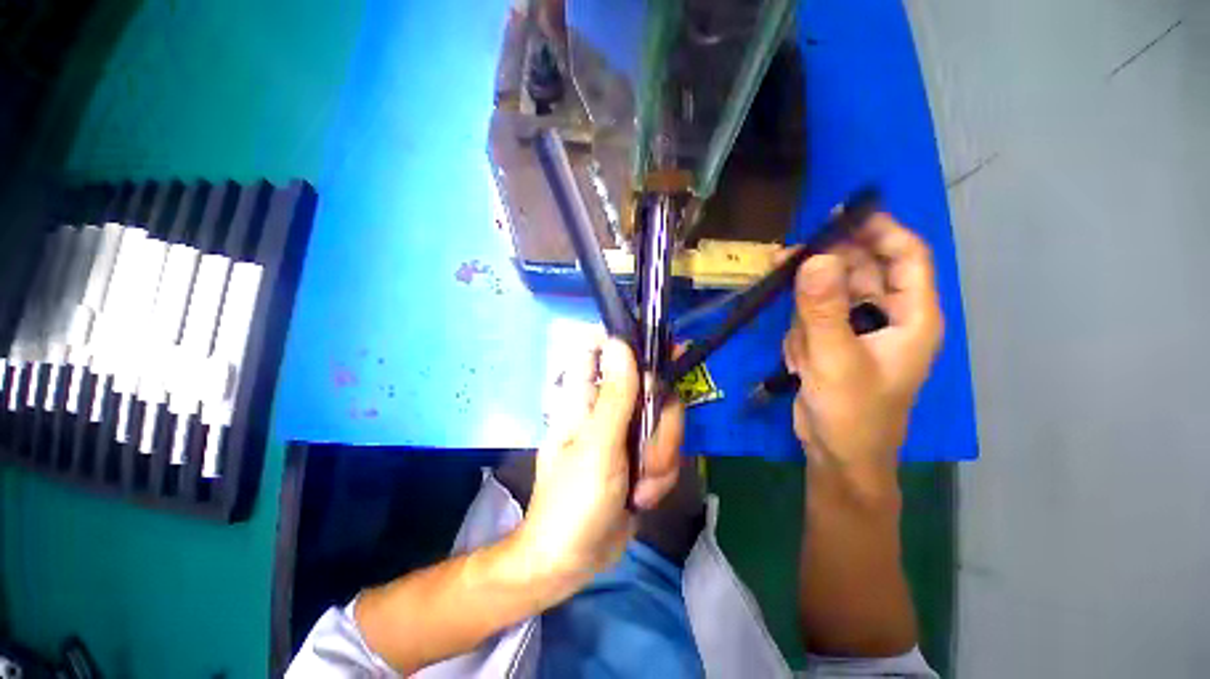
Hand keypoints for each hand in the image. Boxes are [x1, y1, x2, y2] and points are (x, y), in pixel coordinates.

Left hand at [516, 338, 683, 589]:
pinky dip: (661, 478)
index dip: (634, 343)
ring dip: (661, 460)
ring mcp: (627, 433)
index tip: (665, 350)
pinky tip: (640, 499)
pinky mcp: (642, 456)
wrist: (574, 561)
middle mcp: (608, 409)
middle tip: (647, 457)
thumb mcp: (597, 447)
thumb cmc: (572, 501)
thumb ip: (615, 396)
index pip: (606, 352)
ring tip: (638, 490)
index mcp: (586, 399)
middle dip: (661, 428)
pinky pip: (668, 452)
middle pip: (653, 390)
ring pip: (666, 424)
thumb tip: (620, 342)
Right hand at [783, 213, 942, 503]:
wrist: (837, 455)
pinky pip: (815, 318)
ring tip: (789, 324)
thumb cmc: (852, 413)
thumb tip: (813, 257)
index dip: (880, 230)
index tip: (842, 214)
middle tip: (787, 256)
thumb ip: (823, 309)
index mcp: (911, 317)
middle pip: (864, 270)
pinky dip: (800, 329)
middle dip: (827, 262)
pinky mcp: (834, 342)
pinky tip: (797, 358)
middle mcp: (889, 317)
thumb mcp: (835, 359)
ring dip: (806, 301)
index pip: (907, 256)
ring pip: (832, 293)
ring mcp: (858, 330)